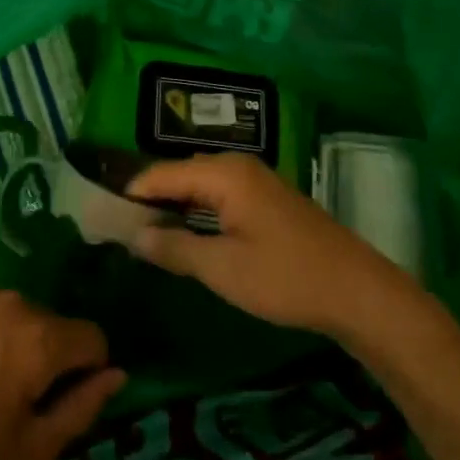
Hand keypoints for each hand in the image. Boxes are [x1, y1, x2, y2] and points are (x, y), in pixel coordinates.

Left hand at [0, 287, 125, 459]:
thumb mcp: (31, 448)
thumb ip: (83, 408)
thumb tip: (116, 374)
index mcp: (39, 337)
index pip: (93, 338)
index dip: (89, 370)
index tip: (65, 398)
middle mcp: (12, 299)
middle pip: (52, 323)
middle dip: (48, 354)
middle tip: (19, 396)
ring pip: (16, 312)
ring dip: (14, 337)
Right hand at [127, 154, 423, 340]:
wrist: (359, 293)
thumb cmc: (285, 277)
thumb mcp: (222, 268)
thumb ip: (173, 248)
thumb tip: (133, 236)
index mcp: (223, 173)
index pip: (159, 174)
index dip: (128, 195)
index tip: (99, 216)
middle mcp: (236, 167)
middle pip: (178, 176)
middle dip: (148, 200)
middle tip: (117, 229)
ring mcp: (255, 181)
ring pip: (198, 187)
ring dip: (172, 208)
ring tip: (142, 234)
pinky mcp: (266, 200)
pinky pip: (217, 197)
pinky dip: (195, 213)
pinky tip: (184, 235)